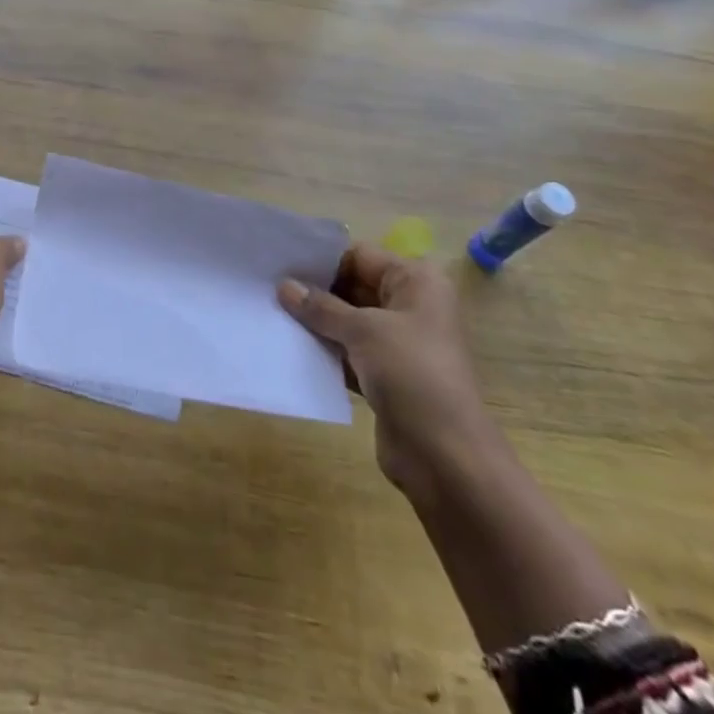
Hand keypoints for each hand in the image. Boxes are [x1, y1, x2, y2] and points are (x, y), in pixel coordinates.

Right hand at [278, 247, 497, 497]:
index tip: (279, 261)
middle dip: (313, 290)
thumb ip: (321, 307)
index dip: (321, 258)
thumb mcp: (364, 331)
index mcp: (416, 282)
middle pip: (352, 286)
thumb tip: (284, 286)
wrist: (446, 457)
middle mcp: (409, 306)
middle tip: (267, 287)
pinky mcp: (384, 375)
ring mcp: (397, 343)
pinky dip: (324, 350)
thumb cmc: (412, 374)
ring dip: (315, 322)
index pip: (359, 256)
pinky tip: (289, 347)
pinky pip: (347, 351)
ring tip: (270, 313)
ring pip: (347, 321)